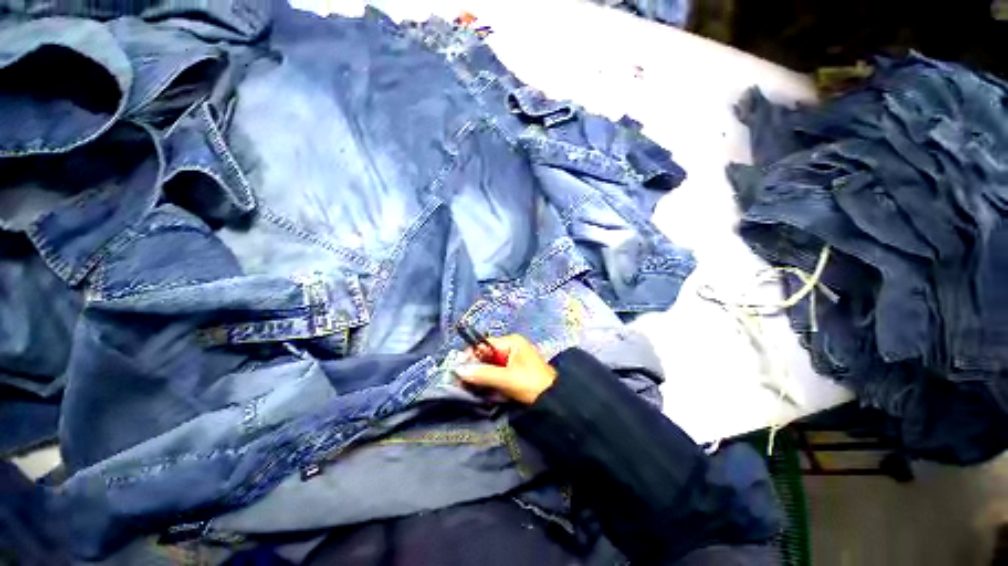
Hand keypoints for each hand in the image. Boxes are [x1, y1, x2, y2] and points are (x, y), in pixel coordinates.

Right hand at [456, 334, 556, 404]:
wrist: (555, 401)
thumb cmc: (531, 384)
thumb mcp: (507, 378)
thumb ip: (483, 374)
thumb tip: (459, 370)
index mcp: (511, 342)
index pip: (485, 344)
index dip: (471, 355)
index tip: (457, 368)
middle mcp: (511, 348)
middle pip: (486, 355)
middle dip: (474, 368)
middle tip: (460, 381)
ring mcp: (512, 361)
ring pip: (489, 367)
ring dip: (480, 377)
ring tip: (468, 387)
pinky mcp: (513, 374)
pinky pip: (495, 375)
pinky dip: (488, 382)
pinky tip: (481, 390)